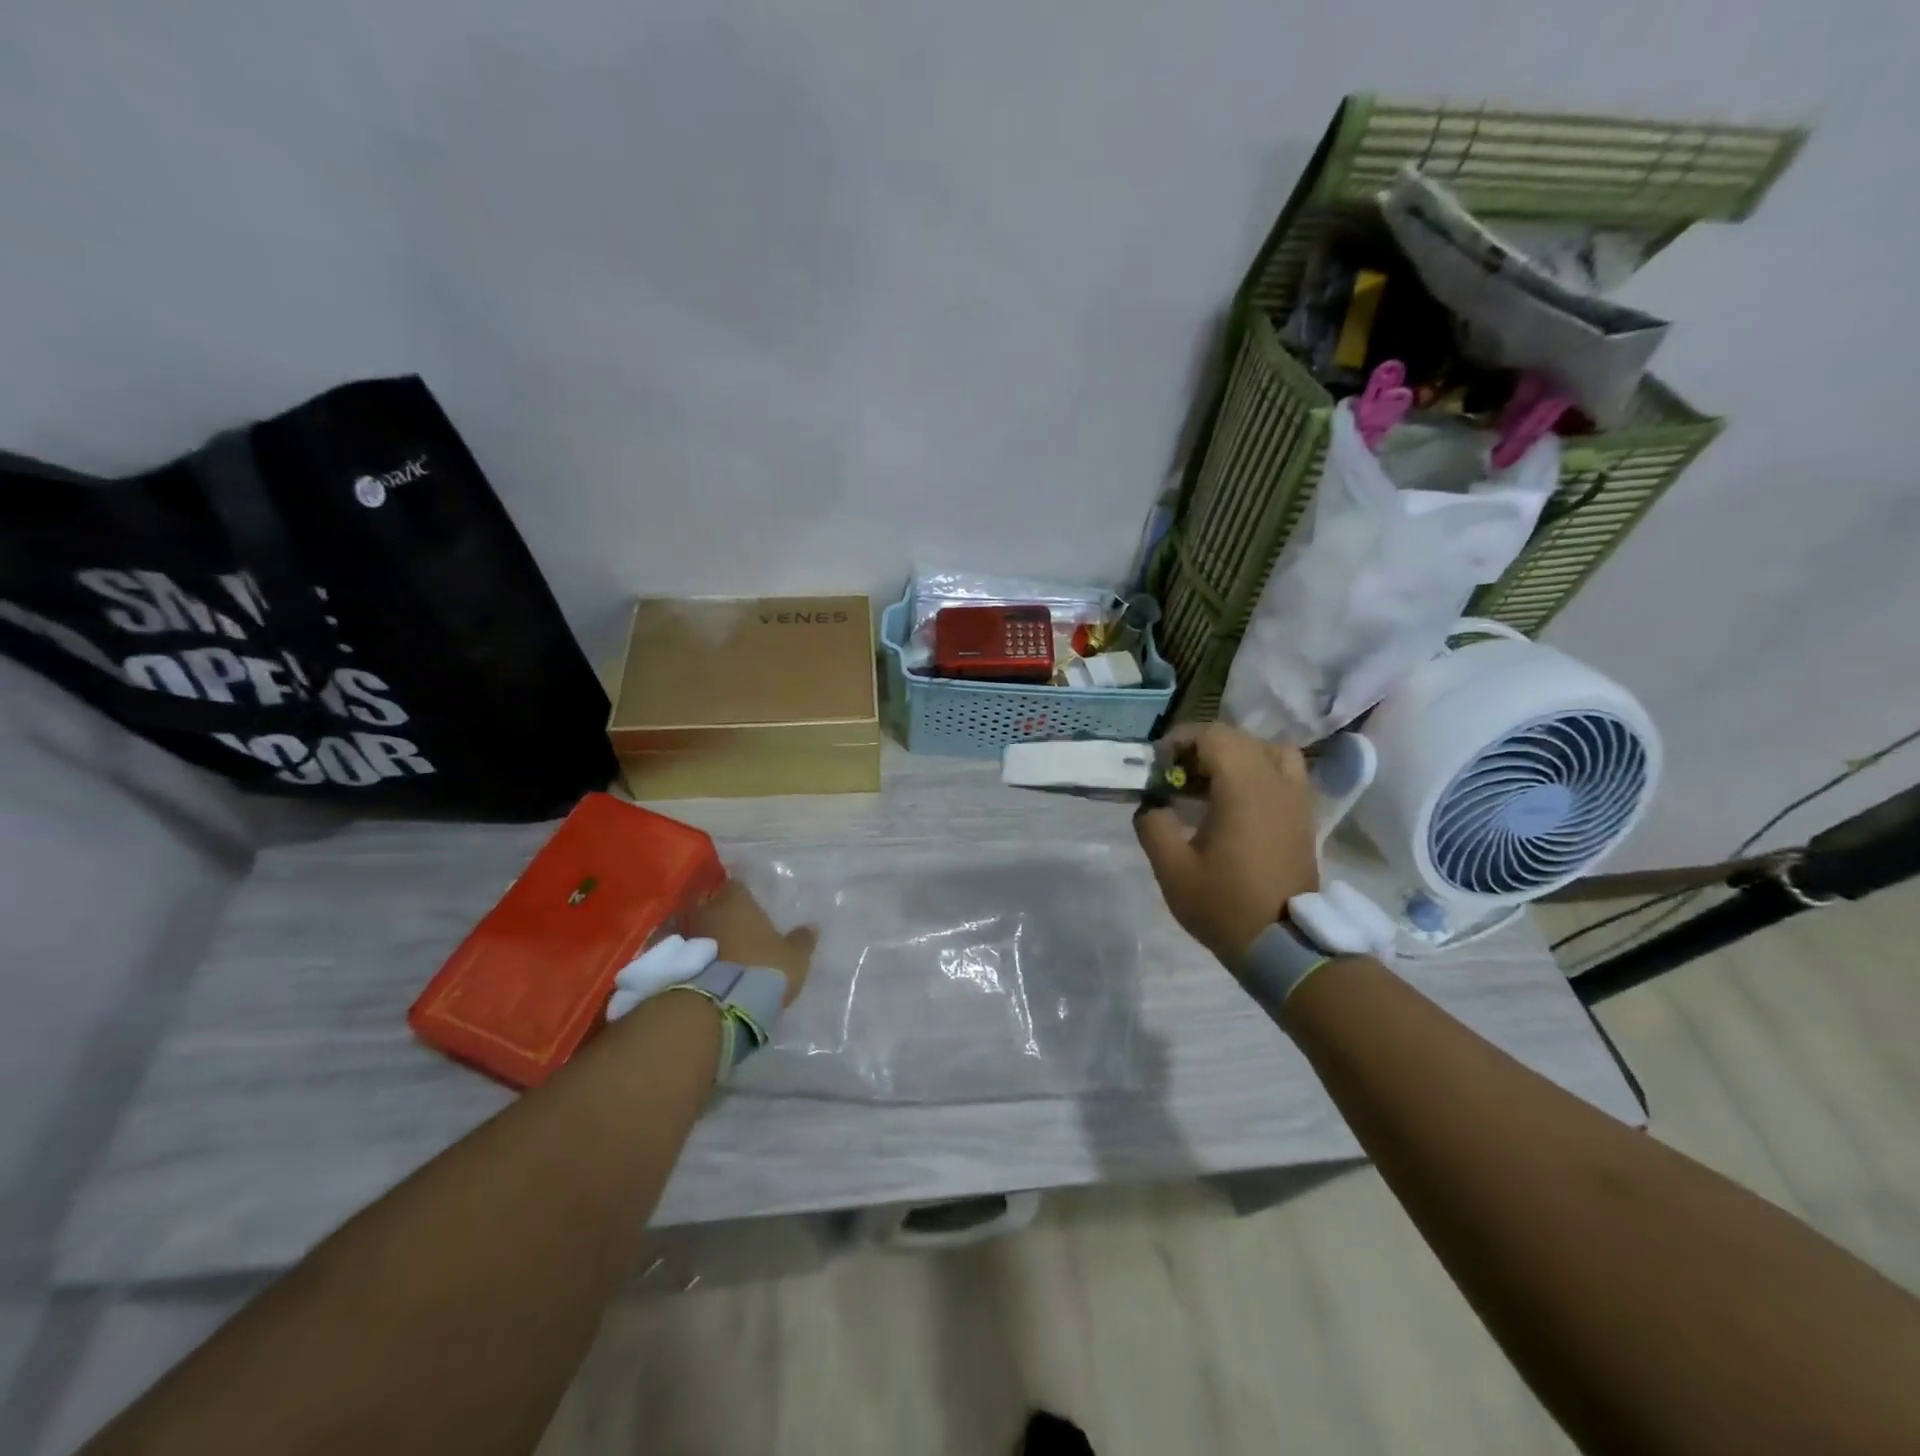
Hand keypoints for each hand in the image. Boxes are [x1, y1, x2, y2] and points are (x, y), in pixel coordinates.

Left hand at [684, 880, 817, 1005]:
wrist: (719, 1006)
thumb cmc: (762, 969)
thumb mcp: (793, 958)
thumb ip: (802, 940)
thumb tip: (813, 927)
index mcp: (737, 902)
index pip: (736, 885)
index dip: (740, 892)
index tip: (746, 901)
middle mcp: (707, 911)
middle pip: (708, 902)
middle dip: (716, 911)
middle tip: (729, 924)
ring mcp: (684, 935)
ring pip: (691, 926)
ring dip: (700, 934)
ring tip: (711, 948)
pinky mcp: (670, 962)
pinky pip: (679, 951)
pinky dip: (685, 956)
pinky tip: (695, 967)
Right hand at [1134, 723, 1318, 973]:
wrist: (1283, 944)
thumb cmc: (1224, 903)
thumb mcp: (1171, 868)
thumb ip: (1153, 824)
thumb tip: (1152, 804)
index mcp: (1243, 787)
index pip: (1213, 735)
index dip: (1181, 740)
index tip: (1158, 766)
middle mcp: (1275, 781)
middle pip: (1239, 738)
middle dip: (1202, 747)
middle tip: (1176, 777)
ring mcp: (1296, 798)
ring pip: (1268, 751)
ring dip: (1235, 756)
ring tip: (1210, 783)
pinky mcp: (1304, 816)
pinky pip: (1284, 773)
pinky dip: (1259, 772)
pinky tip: (1236, 802)